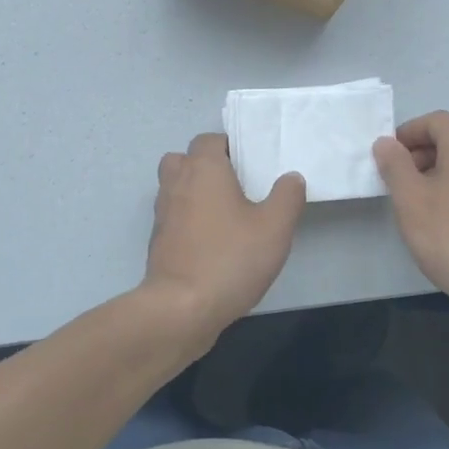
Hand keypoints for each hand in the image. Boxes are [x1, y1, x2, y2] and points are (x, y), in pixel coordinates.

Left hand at [144, 134, 304, 349]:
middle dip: (205, 165)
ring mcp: (162, 213)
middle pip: (184, 159)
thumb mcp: (275, 227)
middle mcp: (177, 183)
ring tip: (224, 212)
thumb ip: (287, 197)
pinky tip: (211, 240)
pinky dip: (186, 219)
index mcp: (203, 169)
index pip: (209, 140)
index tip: (250, 164)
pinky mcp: (157, 241)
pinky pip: (172, 216)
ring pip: (174, 187)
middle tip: (234, 184)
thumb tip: (291, 177)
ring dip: (193, 191)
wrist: (182, 308)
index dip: (228, 147)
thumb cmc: (230, 258)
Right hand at [373, 111, 448, 336]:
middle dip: (421, 153)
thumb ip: (394, 165)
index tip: (387, 158)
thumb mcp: (410, 199)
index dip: (408, 133)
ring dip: (437, 173)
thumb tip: (387, 143)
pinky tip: (445, 223)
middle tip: (398, 182)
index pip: (436, 120)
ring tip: (417, 204)